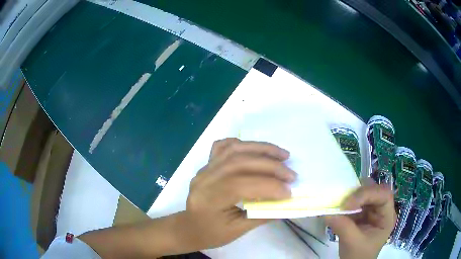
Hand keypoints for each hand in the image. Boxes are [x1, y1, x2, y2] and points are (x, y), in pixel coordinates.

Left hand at [176, 138, 295, 250]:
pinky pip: (224, 146)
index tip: (290, 192)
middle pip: (239, 163)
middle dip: (270, 166)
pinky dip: (242, 144)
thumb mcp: (237, 231)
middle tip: (291, 174)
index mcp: (208, 199)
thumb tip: (287, 202)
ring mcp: (204, 168)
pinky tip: (256, 149)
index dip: (269, 186)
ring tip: (282, 155)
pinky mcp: (207, 164)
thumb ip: (262, 215)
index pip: (241, 185)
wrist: (190, 227)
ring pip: (234, 149)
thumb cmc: (211, 233)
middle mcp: (204, 179)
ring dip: (261, 149)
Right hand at [324, 184, 396, 258]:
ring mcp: (373, 210)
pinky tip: (339, 207)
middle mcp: (382, 209)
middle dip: (359, 193)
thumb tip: (327, 213)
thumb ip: (343, 227)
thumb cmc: (359, 256)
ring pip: (365, 192)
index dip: (368, 194)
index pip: (384, 195)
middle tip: (343, 201)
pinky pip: (356, 200)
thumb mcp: (352, 243)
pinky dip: (347, 201)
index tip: (348, 205)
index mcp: (387, 216)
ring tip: (340, 203)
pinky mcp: (362, 212)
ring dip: (352, 195)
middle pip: (375, 190)